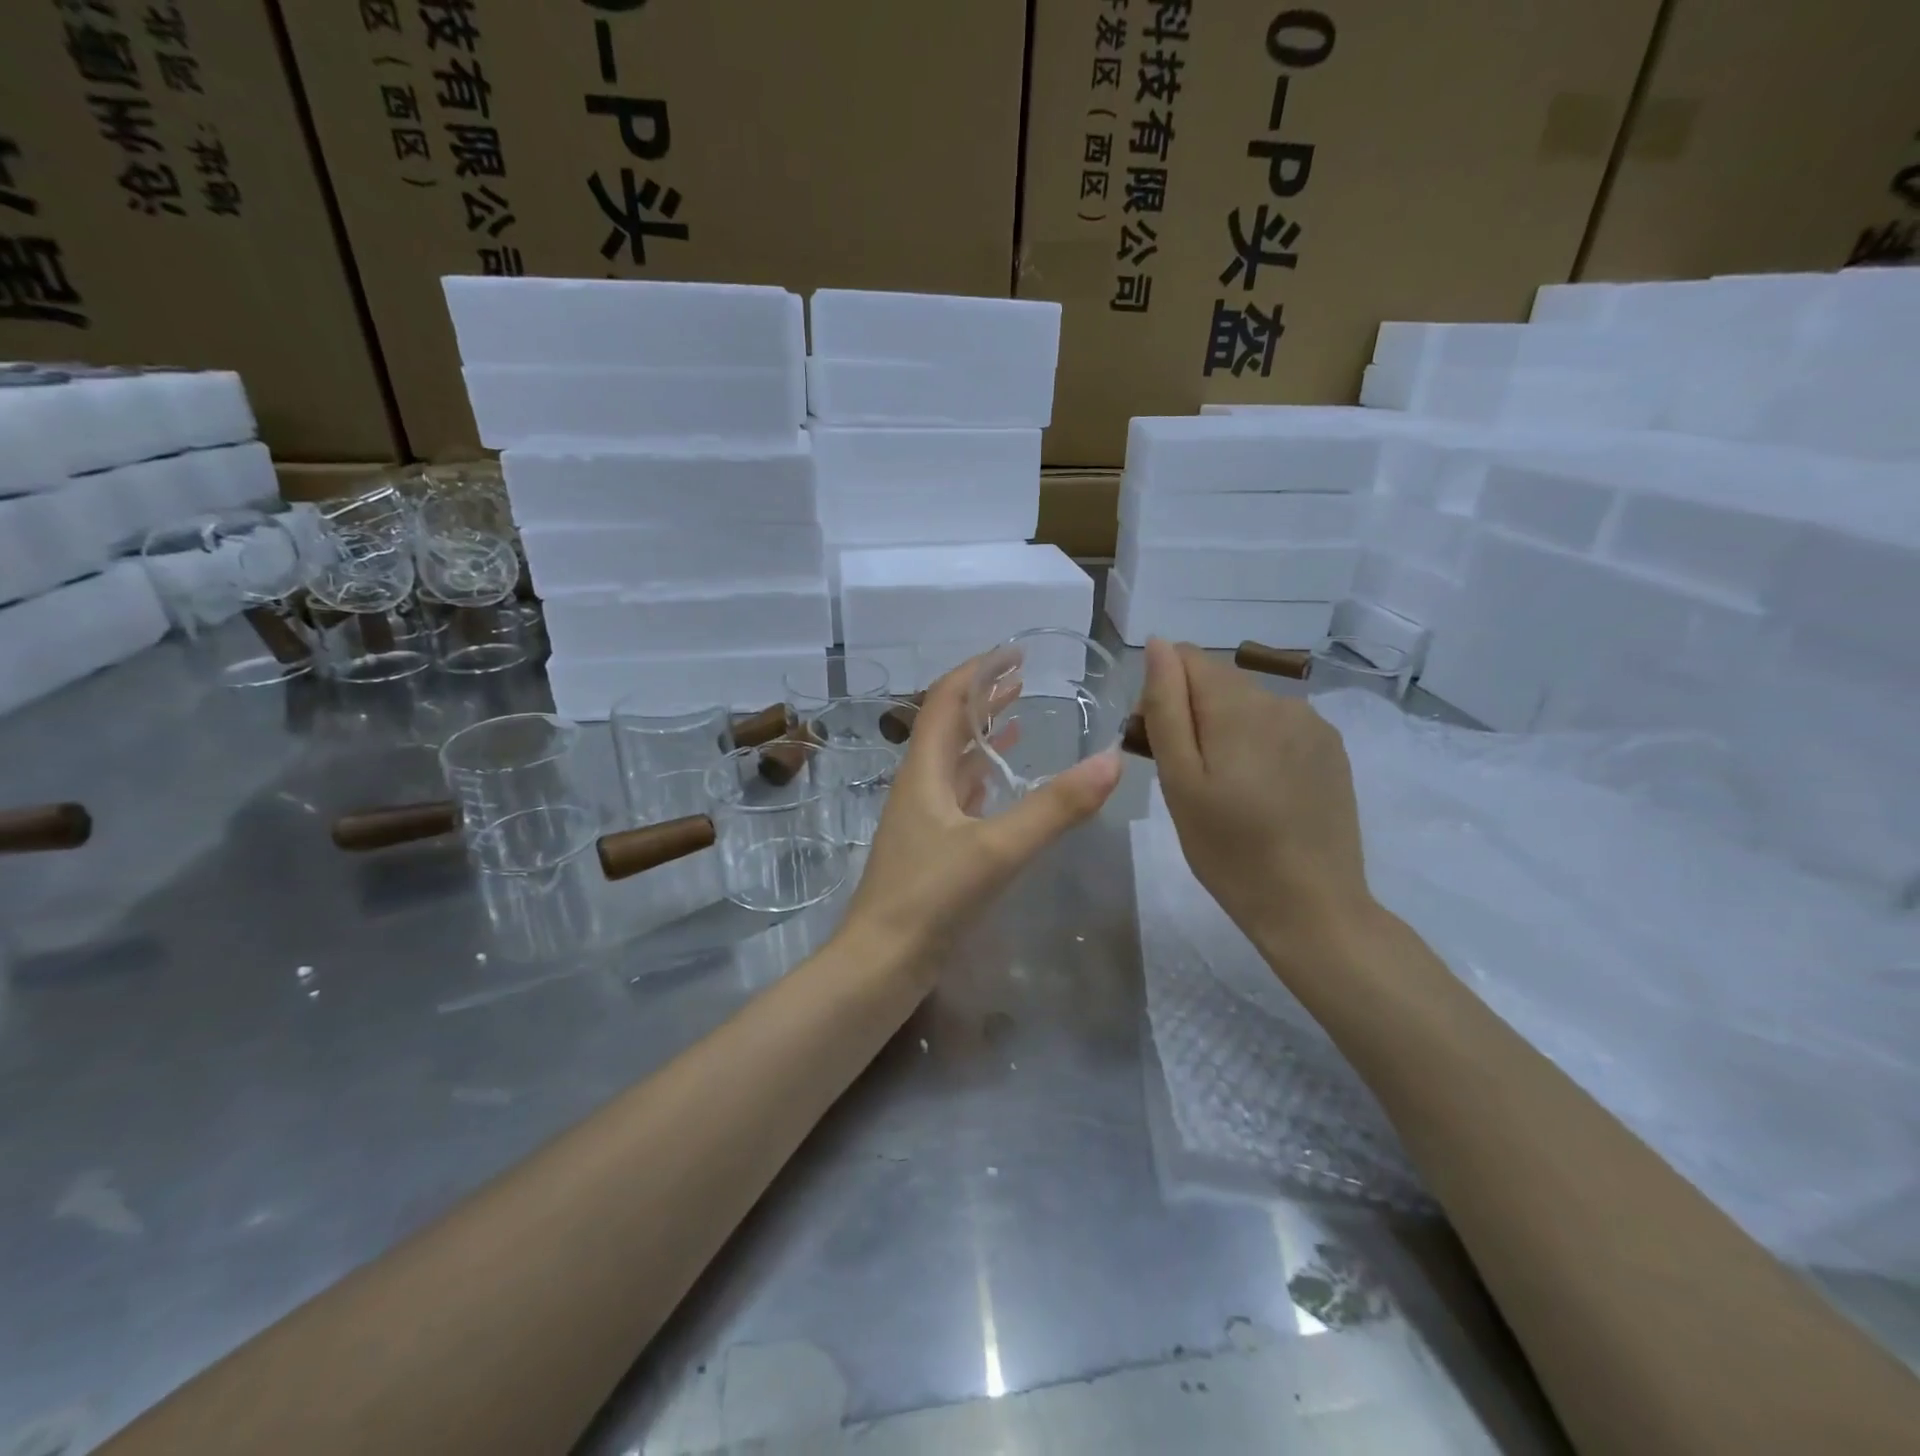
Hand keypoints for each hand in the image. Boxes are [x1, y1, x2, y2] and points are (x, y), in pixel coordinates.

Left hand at [842, 655, 1122, 975]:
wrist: (882, 962)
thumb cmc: (931, 897)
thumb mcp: (997, 849)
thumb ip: (1055, 807)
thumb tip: (1112, 761)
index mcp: (925, 770)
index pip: (947, 699)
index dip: (979, 670)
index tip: (1015, 652)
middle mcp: (919, 784)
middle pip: (949, 724)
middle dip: (984, 696)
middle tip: (1023, 677)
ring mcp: (923, 816)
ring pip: (955, 759)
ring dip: (984, 733)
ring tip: (1019, 715)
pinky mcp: (932, 845)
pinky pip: (960, 794)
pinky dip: (984, 775)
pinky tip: (1001, 781)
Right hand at [1137, 638, 1374, 969]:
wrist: (1313, 906)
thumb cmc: (1228, 850)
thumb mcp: (1180, 781)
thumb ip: (1166, 707)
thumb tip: (1158, 645)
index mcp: (1238, 705)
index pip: (1186, 658)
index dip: (1160, 693)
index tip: (1156, 745)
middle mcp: (1280, 700)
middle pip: (1217, 681)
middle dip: (1191, 712)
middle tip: (1185, 776)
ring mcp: (1313, 724)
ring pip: (1248, 704)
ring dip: (1224, 729)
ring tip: (1223, 789)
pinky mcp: (1331, 750)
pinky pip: (1279, 726)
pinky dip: (1258, 744)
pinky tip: (1260, 792)